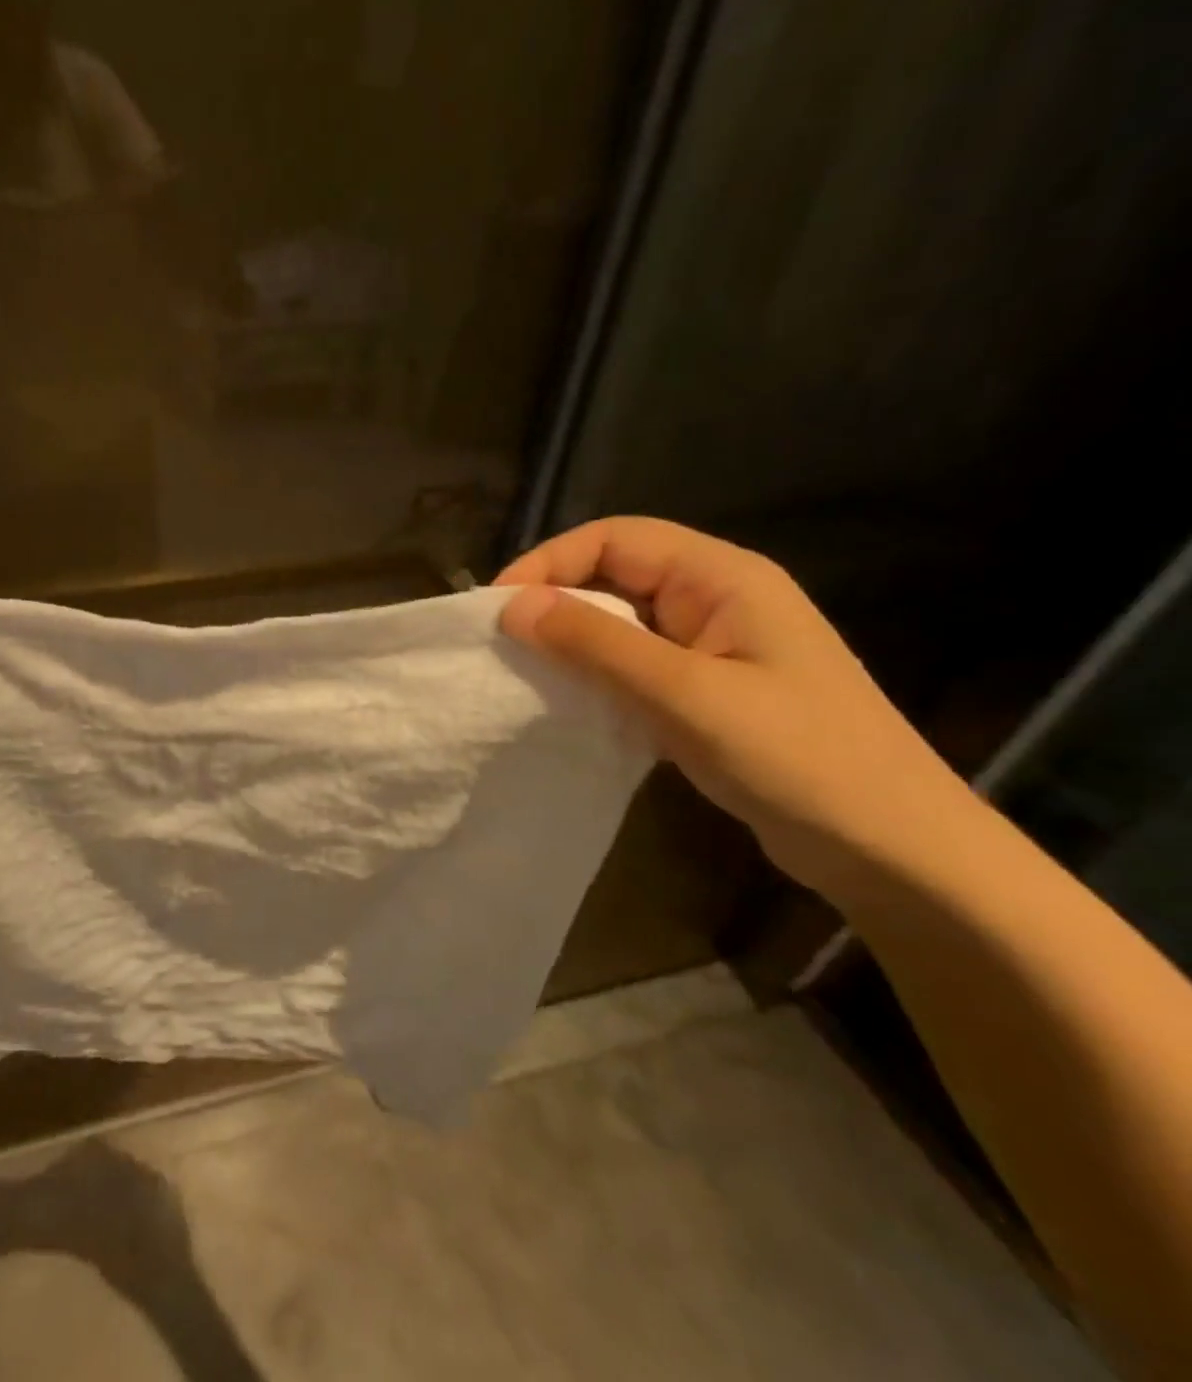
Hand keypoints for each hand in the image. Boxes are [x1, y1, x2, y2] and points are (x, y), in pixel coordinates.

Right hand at [497, 518, 974, 894]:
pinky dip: (594, 676)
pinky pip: (633, 665)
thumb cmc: (798, 758)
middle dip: (554, 600)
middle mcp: (716, 600)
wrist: (891, 849)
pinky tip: (568, 704)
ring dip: (571, 642)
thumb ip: (597, 645)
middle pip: (615, 574)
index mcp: (724, 578)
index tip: (498, 608)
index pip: (616, 538)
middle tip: (501, 645)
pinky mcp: (705, 690)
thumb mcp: (687, 695)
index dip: (550, 562)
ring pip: (620, 623)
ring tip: (523, 674)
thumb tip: (513, 606)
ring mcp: (712, 648)